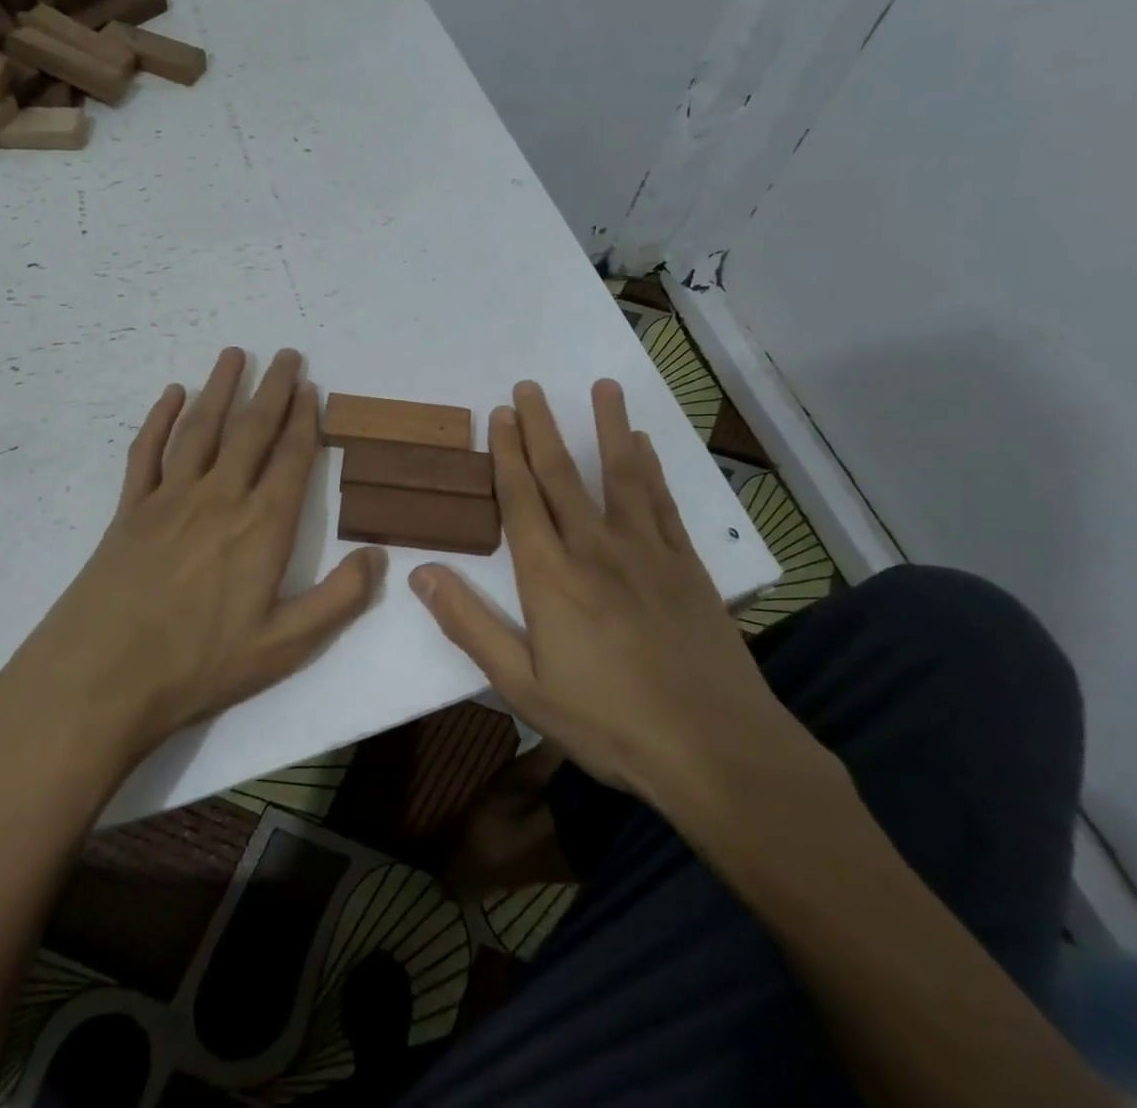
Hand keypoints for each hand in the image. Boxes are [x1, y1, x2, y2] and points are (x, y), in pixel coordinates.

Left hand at [0, 348, 384, 786]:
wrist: (102, 678)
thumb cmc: (200, 664)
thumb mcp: (286, 645)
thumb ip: (339, 598)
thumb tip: (380, 556)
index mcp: (262, 526)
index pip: (291, 458)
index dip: (305, 419)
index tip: (311, 387)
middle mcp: (220, 497)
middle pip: (251, 430)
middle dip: (272, 390)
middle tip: (287, 355)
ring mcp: (170, 499)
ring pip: (201, 428)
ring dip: (220, 388)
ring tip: (235, 354)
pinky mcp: (130, 510)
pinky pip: (147, 452)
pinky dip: (159, 419)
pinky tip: (171, 394)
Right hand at [409, 380, 831, 831]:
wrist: (716, 749)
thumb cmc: (609, 723)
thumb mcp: (522, 687)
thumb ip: (470, 625)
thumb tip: (420, 573)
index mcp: (550, 577)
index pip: (521, 500)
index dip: (507, 454)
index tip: (499, 415)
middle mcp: (594, 548)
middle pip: (562, 475)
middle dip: (542, 427)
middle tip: (529, 387)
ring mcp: (645, 551)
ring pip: (620, 474)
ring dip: (607, 427)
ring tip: (602, 386)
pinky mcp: (685, 565)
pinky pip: (661, 502)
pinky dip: (650, 468)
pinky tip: (643, 445)